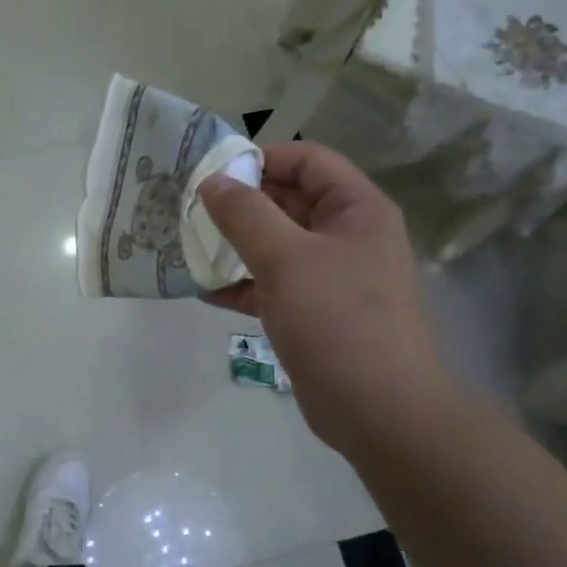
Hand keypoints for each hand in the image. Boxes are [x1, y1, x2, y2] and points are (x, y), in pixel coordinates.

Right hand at [198, 143, 451, 454]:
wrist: (378, 408)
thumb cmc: (337, 320)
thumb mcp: (286, 258)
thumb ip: (245, 215)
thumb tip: (213, 181)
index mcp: (356, 210)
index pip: (309, 161)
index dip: (263, 158)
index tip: (215, 173)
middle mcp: (348, 237)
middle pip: (290, 202)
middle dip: (241, 204)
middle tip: (191, 209)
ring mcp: (331, 278)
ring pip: (277, 246)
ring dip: (235, 246)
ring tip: (189, 246)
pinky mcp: (314, 314)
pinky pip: (273, 285)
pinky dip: (242, 285)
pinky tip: (204, 290)